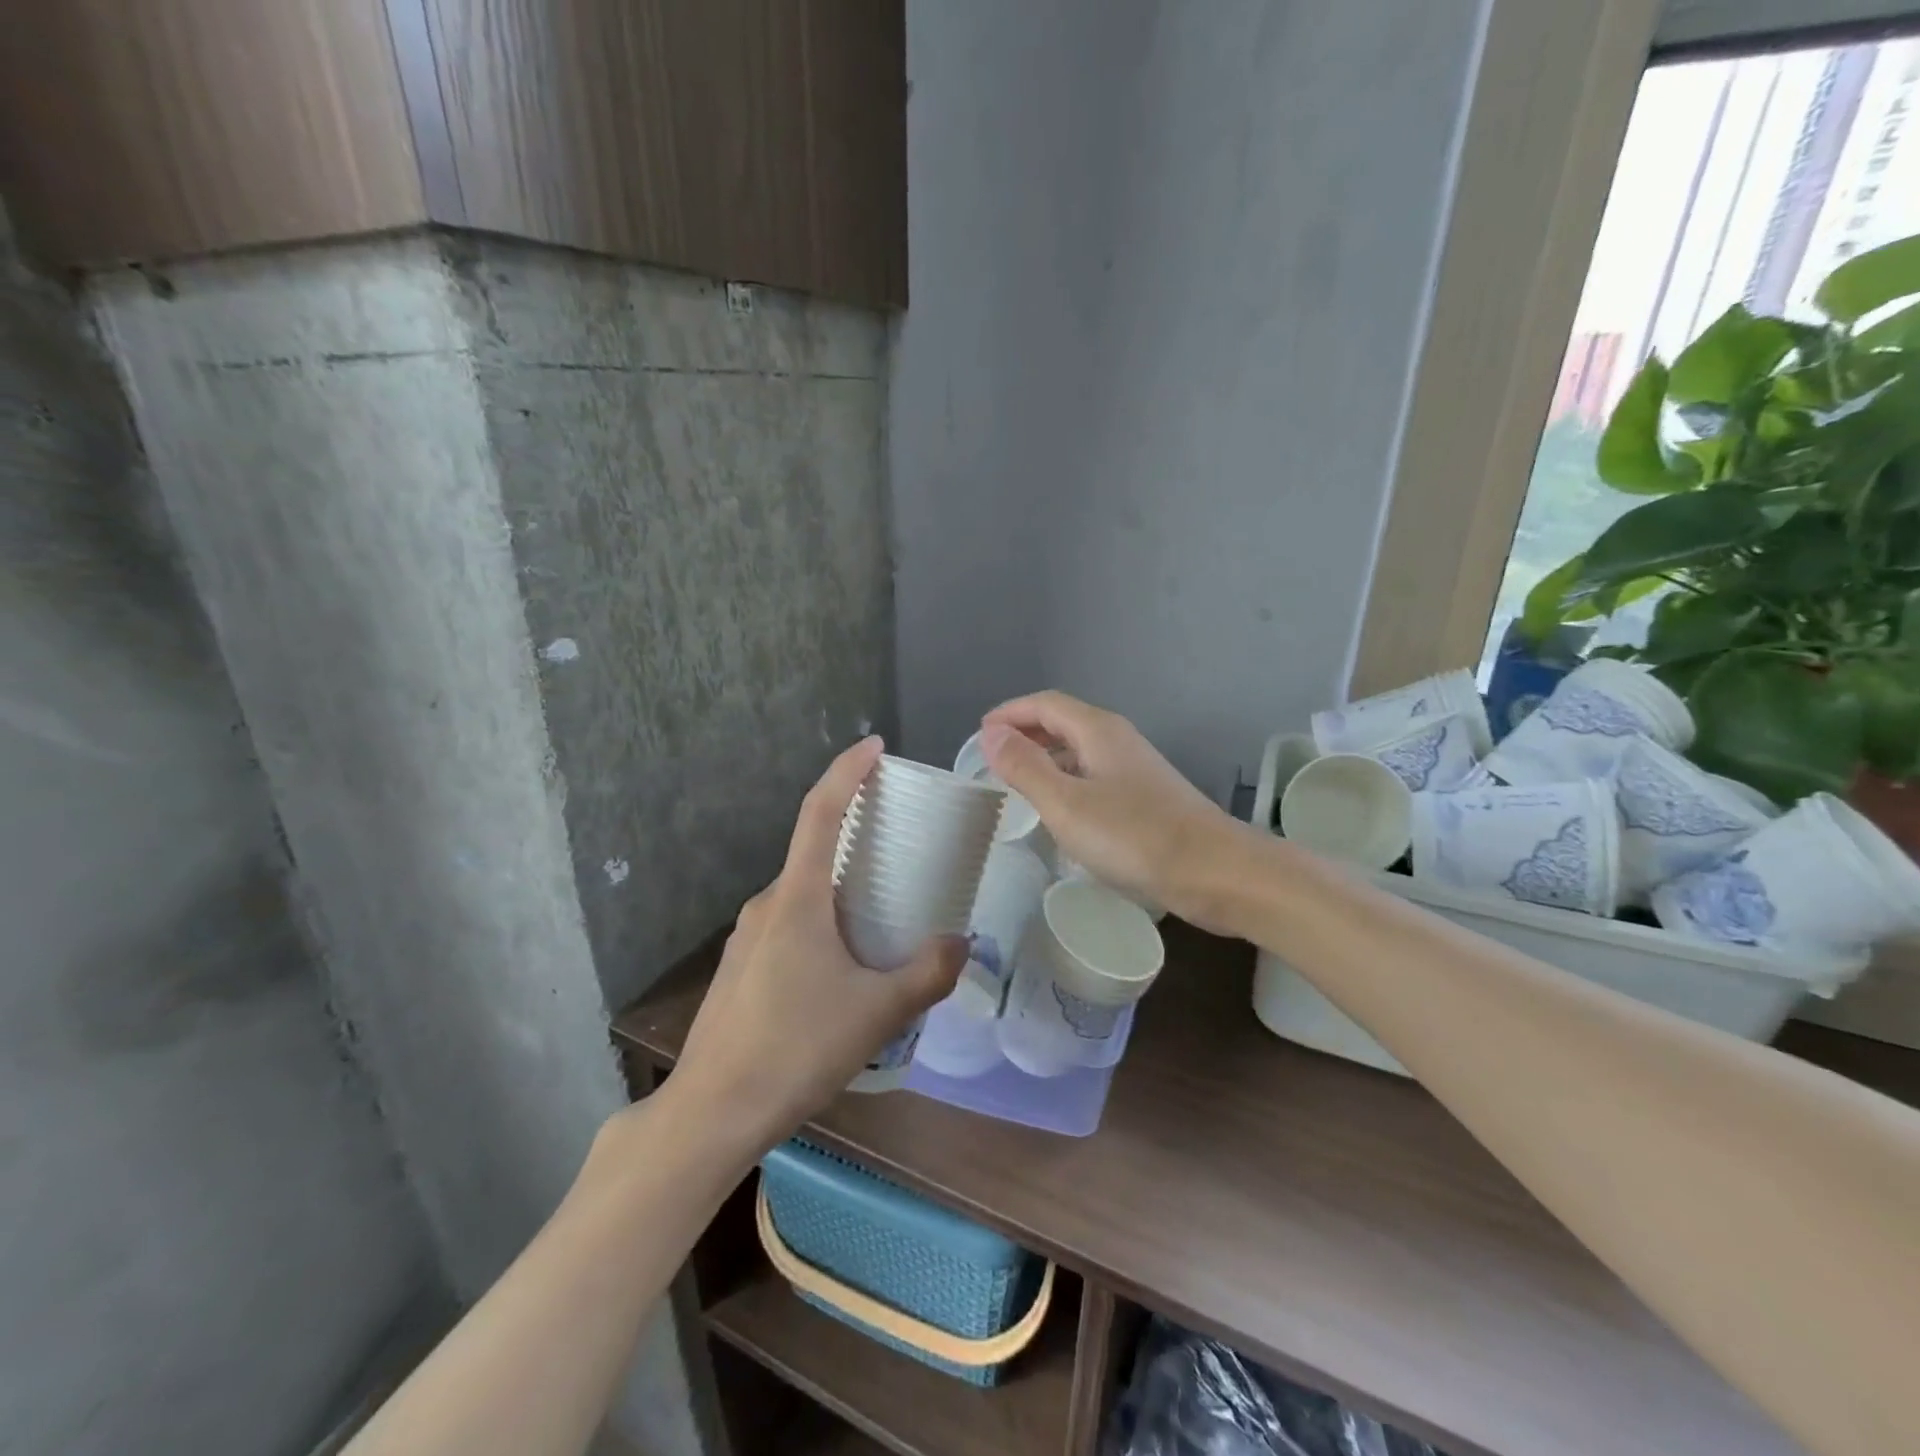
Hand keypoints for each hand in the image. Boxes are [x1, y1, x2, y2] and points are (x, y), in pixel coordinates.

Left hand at [669, 737, 967, 1153]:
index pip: (821, 810)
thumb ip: (928, 973)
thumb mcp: (878, 1012)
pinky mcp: (741, 968)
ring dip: (842, 892)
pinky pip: (790, 925)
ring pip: (804, 894)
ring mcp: (747, 937)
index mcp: (798, 897)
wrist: (711, 1113)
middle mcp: (767, 904)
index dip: (847, 771)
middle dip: (858, 840)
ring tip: (884, 919)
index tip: (875, 747)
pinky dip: (823, 923)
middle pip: (816, 852)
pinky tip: (844, 968)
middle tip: (903, 852)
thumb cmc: (796, 1048)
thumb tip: (960, 944)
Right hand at [980, 692, 1240, 930]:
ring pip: (1079, 749)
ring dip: (1045, 757)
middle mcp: (1117, 739)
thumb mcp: (1066, 803)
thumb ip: (1025, 767)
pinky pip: (1093, 774)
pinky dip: (1066, 779)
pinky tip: (1059, 808)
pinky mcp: (1145, 796)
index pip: (1044, 704)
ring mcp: (1135, 767)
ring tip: (1017, 782)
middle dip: (1024, 733)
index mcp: (1097, 730)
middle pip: (1062, 721)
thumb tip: (991, 733)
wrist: (1214, 871)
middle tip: (992, 758)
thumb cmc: (1134, 836)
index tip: (980, 733)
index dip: (1009, 713)